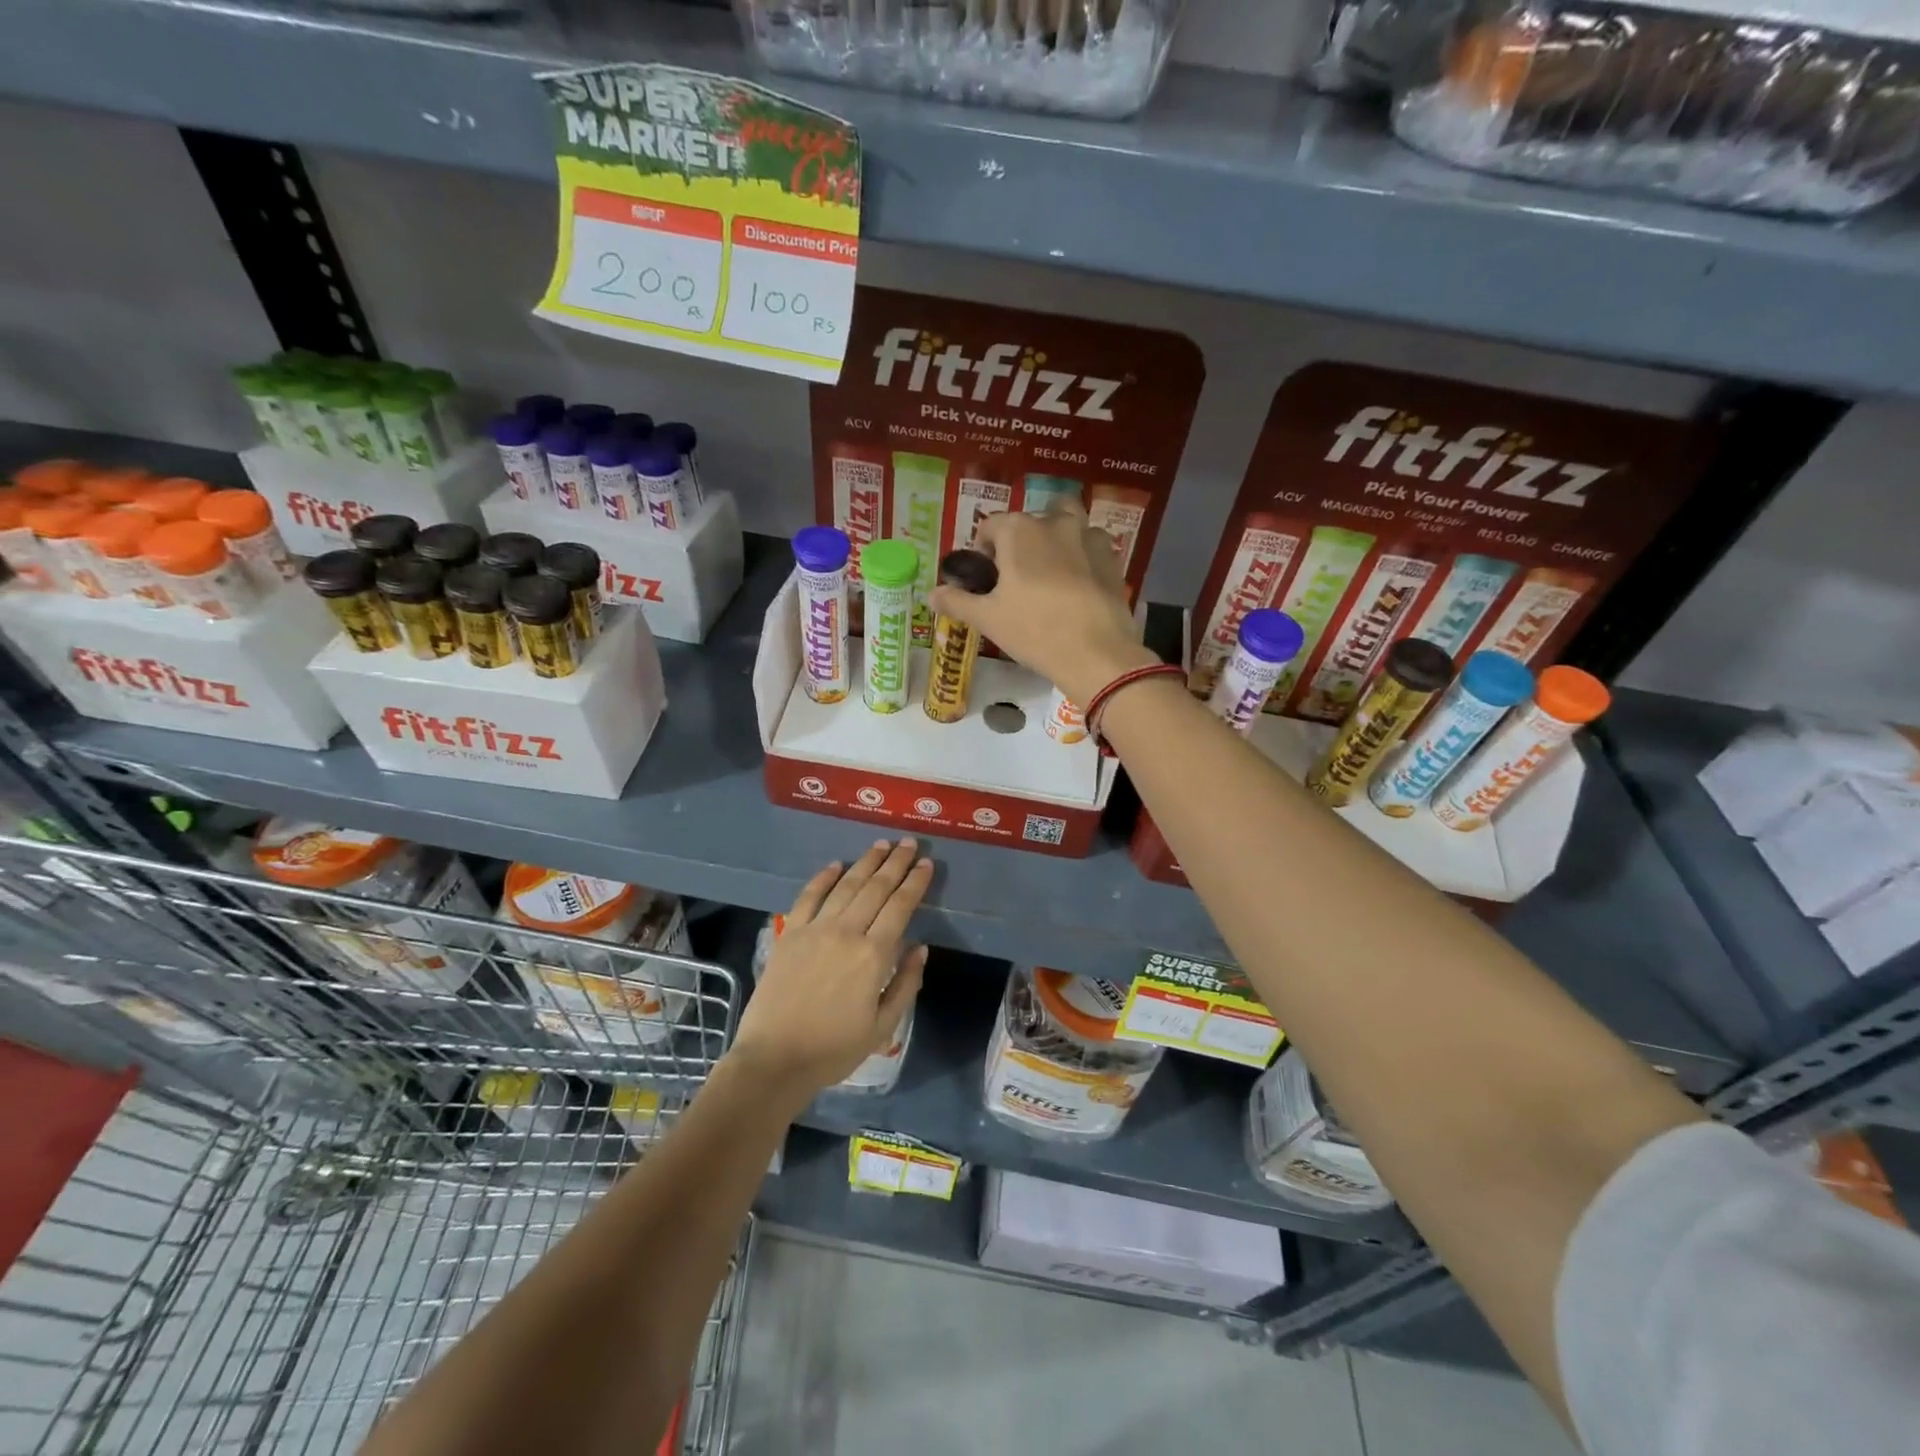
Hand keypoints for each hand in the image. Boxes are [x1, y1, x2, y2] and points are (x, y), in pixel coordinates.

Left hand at [727, 839, 931, 1101]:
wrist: (774, 1060)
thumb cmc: (834, 1050)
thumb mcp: (883, 1027)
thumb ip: (906, 984)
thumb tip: (920, 948)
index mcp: (874, 955)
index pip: (900, 907)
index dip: (915, 882)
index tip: (927, 864)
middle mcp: (846, 932)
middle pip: (876, 888)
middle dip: (896, 863)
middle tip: (909, 843)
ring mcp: (815, 929)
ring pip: (846, 885)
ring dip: (866, 862)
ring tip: (881, 844)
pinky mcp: (790, 934)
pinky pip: (808, 897)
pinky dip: (823, 878)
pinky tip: (835, 865)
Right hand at [926, 503, 1157, 706]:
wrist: (1096, 652)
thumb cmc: (1034, 630)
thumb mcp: (988, 619)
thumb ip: (957, 601)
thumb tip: (931, 594)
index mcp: (1018, 530)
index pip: (990, 526)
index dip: (984, 551)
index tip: (988, 579)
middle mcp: (1054, 522)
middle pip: (1030, 521)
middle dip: (1022, 541)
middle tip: (1019, 577)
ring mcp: (1088, 536)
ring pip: (1068, 523)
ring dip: (1057, 538)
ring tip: (1052, 573)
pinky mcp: (1112, 557)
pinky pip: (1091, 546)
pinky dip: (1082, 557)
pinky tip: (1078, 586)